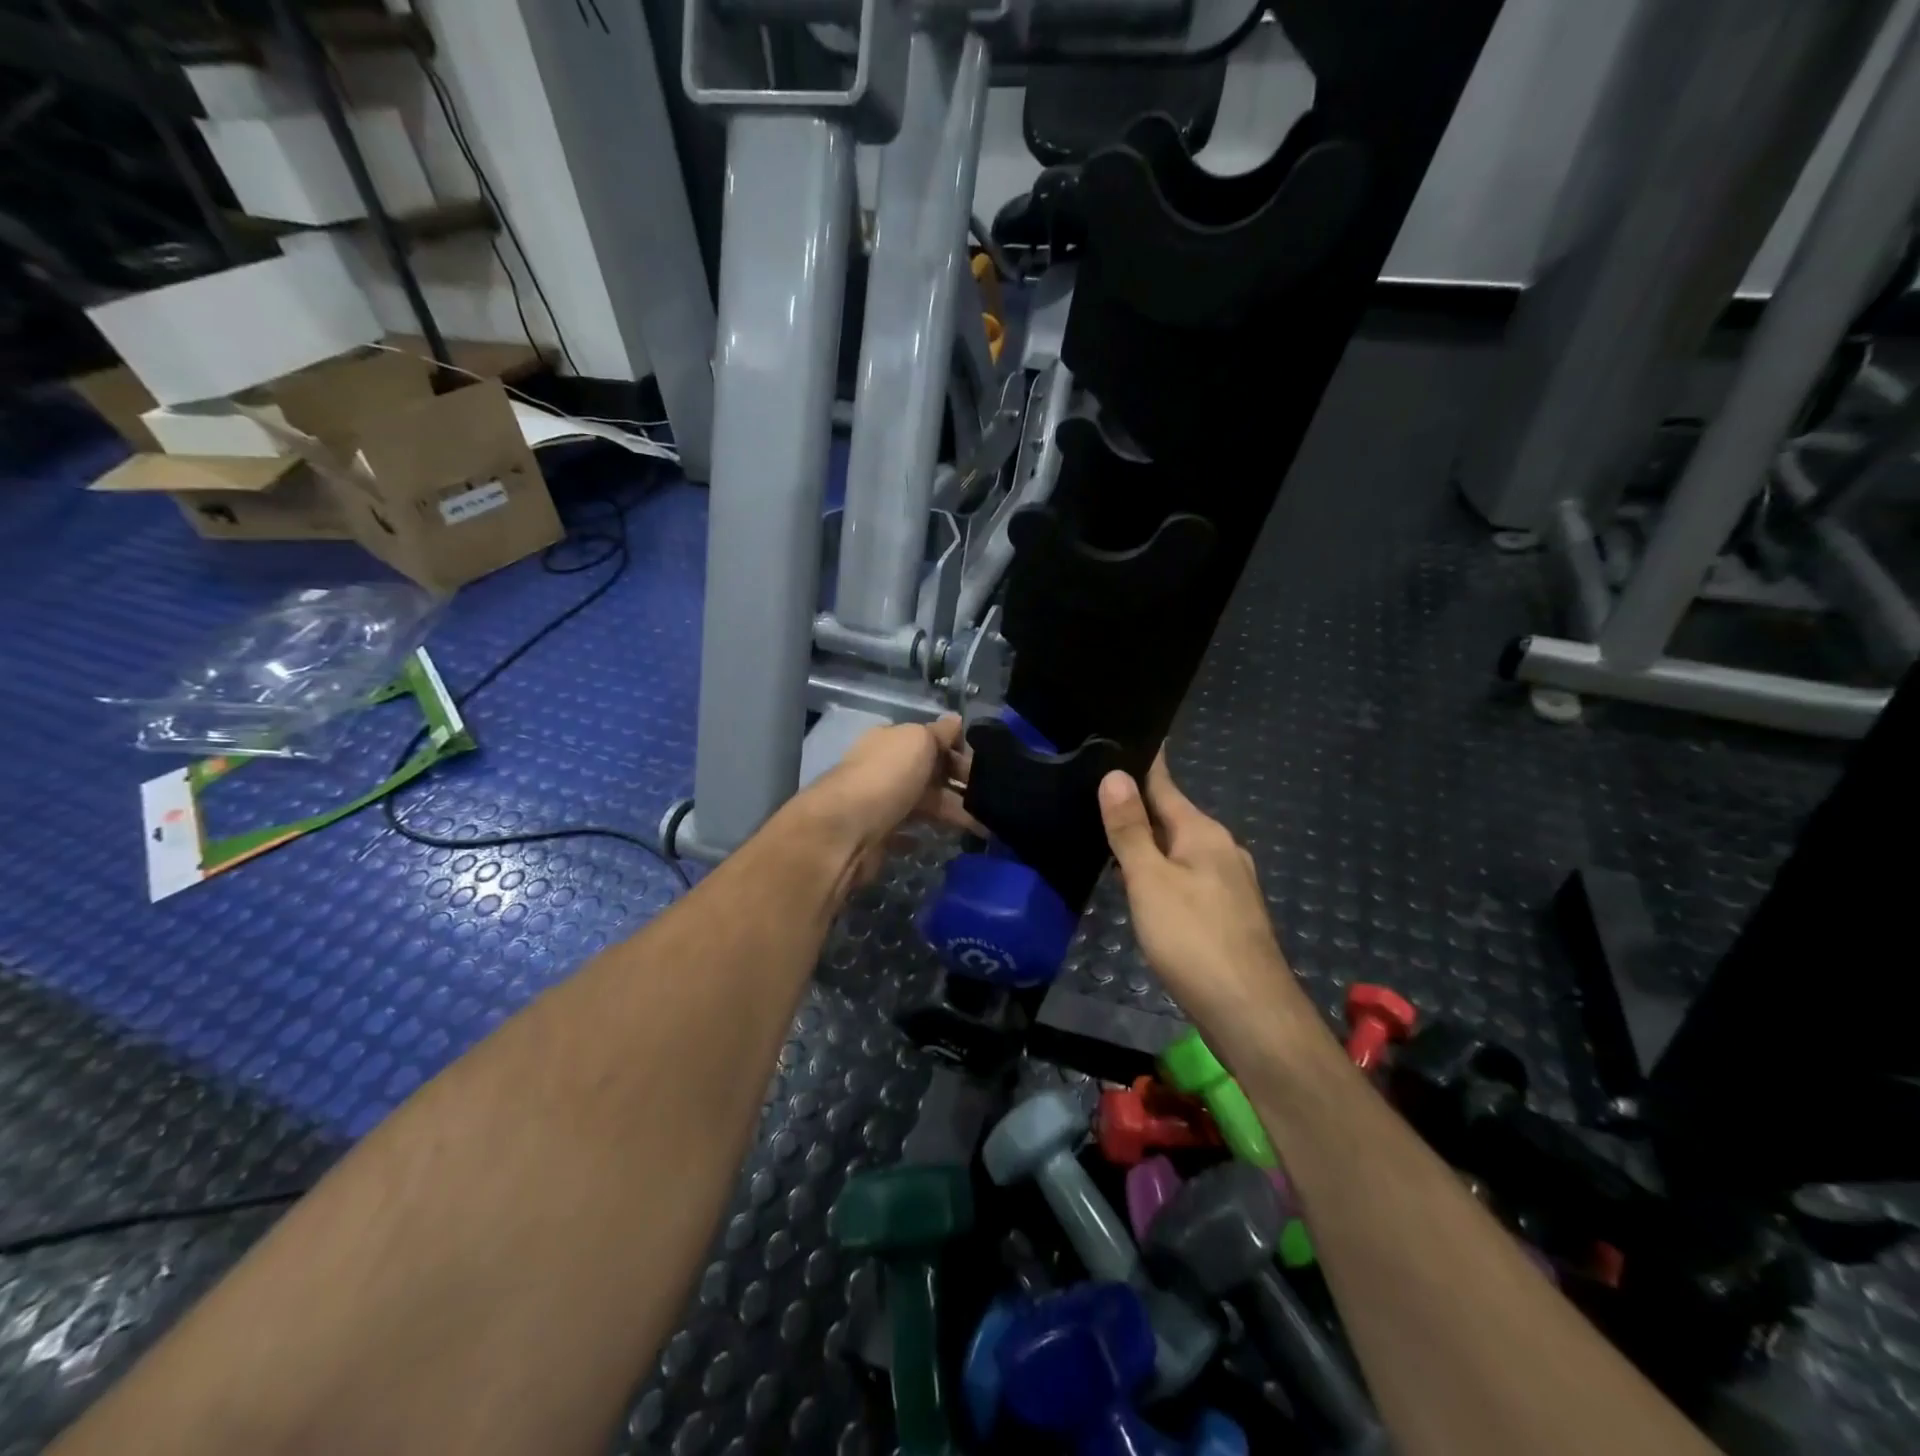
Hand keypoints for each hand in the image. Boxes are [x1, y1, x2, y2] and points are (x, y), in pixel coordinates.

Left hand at [794, 715, 978, 884]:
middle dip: (961, 784)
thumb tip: (957, 720)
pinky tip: (948, 840)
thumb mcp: (919, 740)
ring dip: (952, 812)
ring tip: (985, 826)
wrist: (846, 830)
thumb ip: (940, 732)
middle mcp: (885, 768)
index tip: (987, 768)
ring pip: (924, 804)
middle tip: (994, 800)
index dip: (960, 751)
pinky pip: (909, 832)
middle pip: (931, 773)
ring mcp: (881, 803)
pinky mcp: (879, 835)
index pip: (932, 740)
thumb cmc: (887, 777)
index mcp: (892, 740)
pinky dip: (926, 834)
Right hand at [1098, 753, 1305, 1028]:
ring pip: (1181, 850)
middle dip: (1141, 806)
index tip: (1118, 742)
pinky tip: (1145, 886)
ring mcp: (1231, 883)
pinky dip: (1164, 872)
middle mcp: (1223, 850)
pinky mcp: (1229, 914)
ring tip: (1112, 835)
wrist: (1250, 1013)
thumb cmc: (1194, 939)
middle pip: (1174, 817)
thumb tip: (1115, 773)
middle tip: (1096, 792)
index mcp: (1203, 833)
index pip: (1166, 785)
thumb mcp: (1150, 881)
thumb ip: (1130, 830)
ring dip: (1151, 842)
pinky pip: (1189, 877)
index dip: (1142, 765)